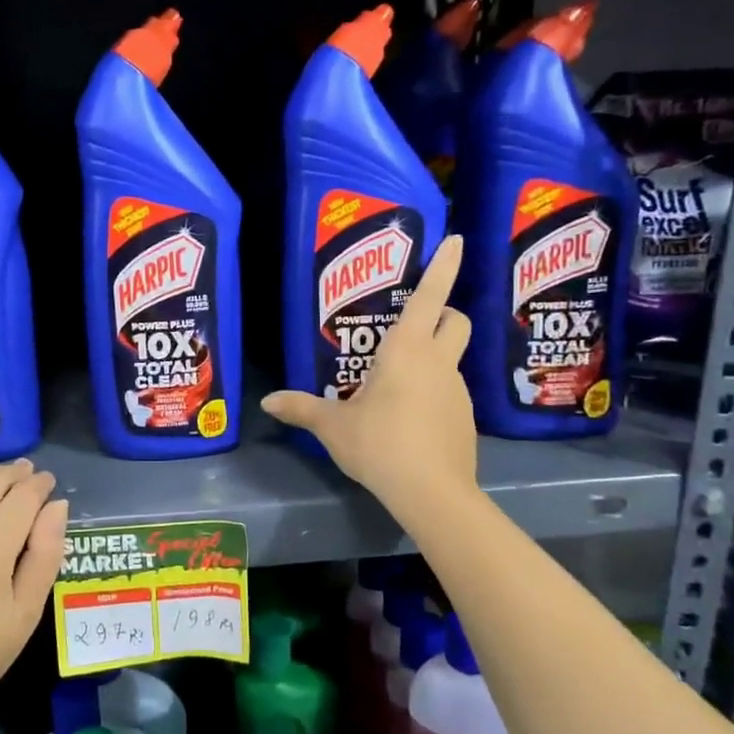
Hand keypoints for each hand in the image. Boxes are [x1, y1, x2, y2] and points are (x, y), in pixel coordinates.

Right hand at [261, 233, 476, 510]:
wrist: (432, 493)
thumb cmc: (380, 444)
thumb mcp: (334, 426)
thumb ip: (302, 408)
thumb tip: (268, 401)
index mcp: (406, 350)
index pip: (430, 296)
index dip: (443, 265)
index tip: (456, 240)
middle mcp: (437, 361)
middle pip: (455, 319)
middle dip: (444, 311)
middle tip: (415, 323)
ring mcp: (457, 389)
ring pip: (453, 357)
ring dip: (434, 356)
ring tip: (398, 382)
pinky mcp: (465, 417)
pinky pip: (450, 391)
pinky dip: (434, 391)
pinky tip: (411, 417)